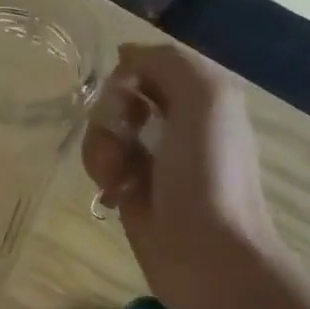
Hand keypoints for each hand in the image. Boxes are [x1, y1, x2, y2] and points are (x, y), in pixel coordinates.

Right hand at [82, 44, 280, 308]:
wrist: (206, 254)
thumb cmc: (209, 173)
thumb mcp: (205, 97)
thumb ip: (166, 62)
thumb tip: (125, 54)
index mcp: (199, 96)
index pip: (147, 65)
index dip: (128, 76)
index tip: (127, 93)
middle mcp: (175, 122)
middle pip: (118, 97)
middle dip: (111, 115)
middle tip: (126, 139)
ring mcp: (150, 158)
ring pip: (103, 131)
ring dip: (104, 150)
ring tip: (122, 178)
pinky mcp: (129, 190)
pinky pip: (100, 165)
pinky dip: (103, 175)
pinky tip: (117, 195)